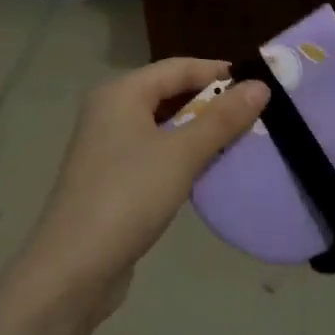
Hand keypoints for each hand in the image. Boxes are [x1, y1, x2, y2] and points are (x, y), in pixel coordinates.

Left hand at [21, 58, 267, 312]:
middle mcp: (110, 111)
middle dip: (212, 102)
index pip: (179, 66)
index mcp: (121, 93)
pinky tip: (207, 170)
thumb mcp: (182, 154)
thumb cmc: (128, 197)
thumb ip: (222, 119)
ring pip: (164, 125)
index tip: (261, 86)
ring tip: (240, 142)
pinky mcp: (111, 178)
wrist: (74, 268)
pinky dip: (183, 154)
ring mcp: (108, 146)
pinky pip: (156, 152)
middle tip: (256, 116)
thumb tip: (260, 85)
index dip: (220, 72)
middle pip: (170, 93)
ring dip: (200, 131)